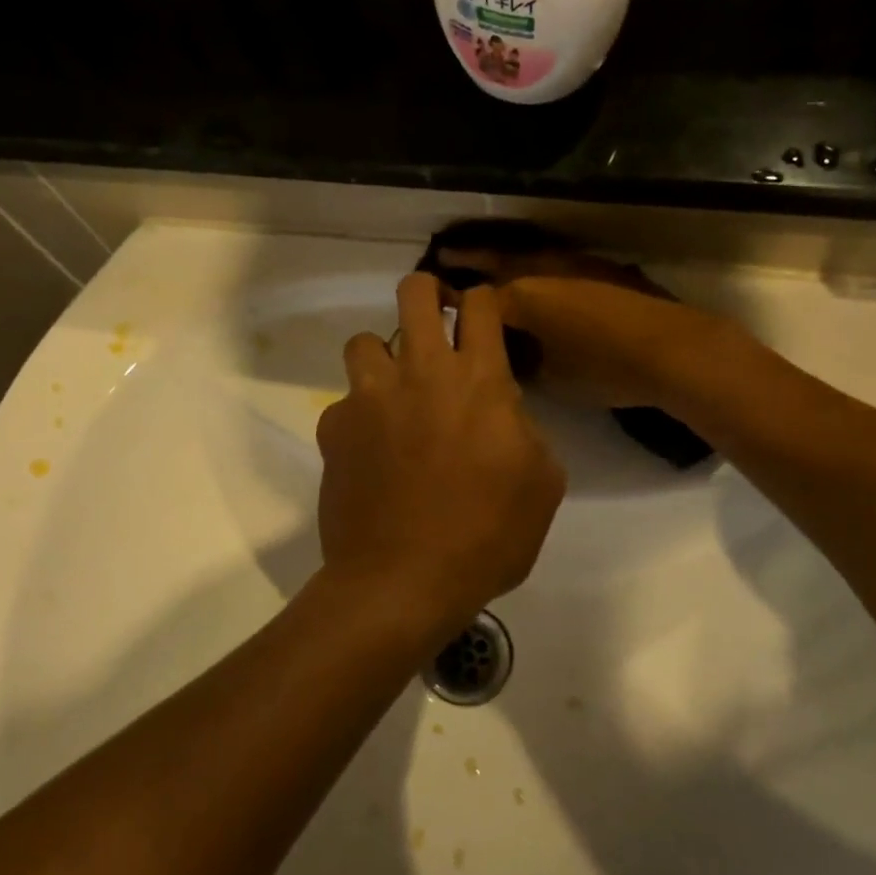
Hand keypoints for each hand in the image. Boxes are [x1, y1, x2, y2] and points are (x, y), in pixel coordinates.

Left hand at [316, 275, 565, 646]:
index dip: (482, 300)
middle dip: (427, 293)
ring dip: (384, 357)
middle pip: (414, 293)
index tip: (482, 315)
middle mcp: (420, 372)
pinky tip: (370, 452)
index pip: (480, 305)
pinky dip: (359, 416)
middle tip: (435, 321)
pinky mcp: (333, 428)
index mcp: (478, 380)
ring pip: (365, 340)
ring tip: (394, 392)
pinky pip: (344, 402)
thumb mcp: (542, 483)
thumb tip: (503, 411)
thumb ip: (525, 429)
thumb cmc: (486, 536)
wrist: (402, 581)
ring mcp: (369, 397)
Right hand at [426, 238, 724, 411]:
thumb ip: (522, 362)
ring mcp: (577, 265)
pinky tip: (541, 275)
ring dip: (506, 255)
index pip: (476, 298)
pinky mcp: (605, 269)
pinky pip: (558, 262)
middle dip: (471, 258)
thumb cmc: (604, 368)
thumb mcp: (552, 377)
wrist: (672, 350)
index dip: (452, 301)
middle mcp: (544, 271)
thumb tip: (509, 357)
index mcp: (523, 296)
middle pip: (498, 260)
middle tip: (446, 253)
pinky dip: (540, 265)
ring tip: (489, 258)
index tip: (433, 300)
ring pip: (530, 255)